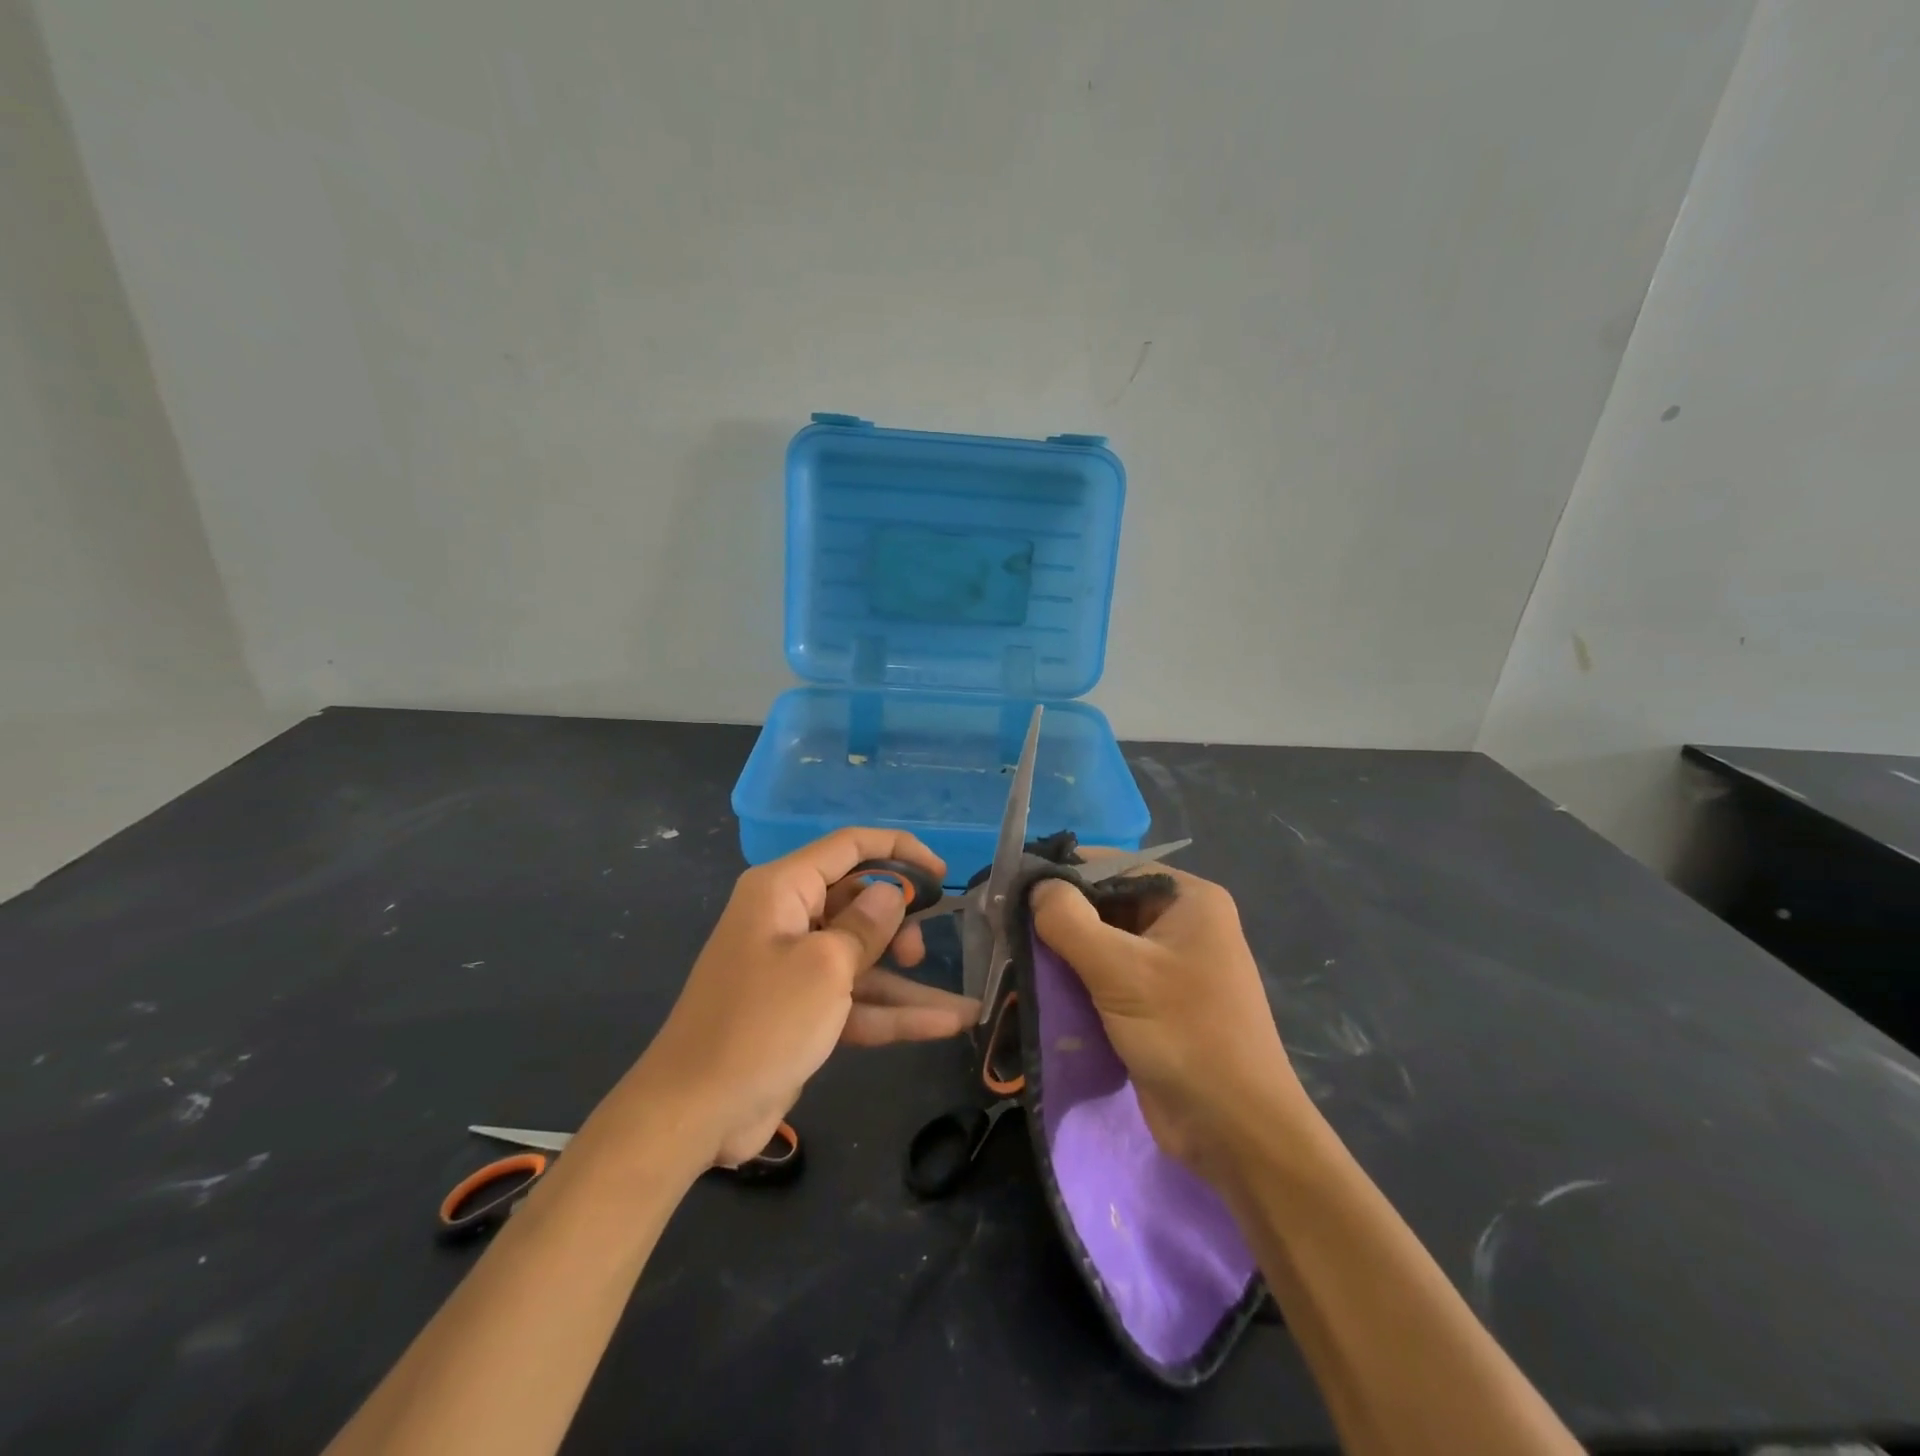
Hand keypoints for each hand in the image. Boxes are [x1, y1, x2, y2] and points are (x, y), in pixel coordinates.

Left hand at [632, 828, 979, 1167]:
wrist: (695, 1112)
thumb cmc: (761, 1022)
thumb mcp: (825, 966)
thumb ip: (866, 925)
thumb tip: (891, 893)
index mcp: (783, 890)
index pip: (850, 847)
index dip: (899, 850)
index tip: (942, 872)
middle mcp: (789, 919)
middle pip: (859, 901)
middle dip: (899, 923)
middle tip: (920, 952)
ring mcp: (796, 967)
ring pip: (864, 956)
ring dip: (908, 980)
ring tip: (962, 1004)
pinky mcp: (804, 1010)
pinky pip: (856, 998)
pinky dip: (895, 1012)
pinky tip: (946, 1024)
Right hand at [1031, 861, 1308, 1184]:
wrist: (1237, 1133)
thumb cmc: (1186, 1036)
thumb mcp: (1121, 971)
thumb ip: (1069, 920)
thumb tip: (1033, 885)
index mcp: (1188, 899)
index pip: (1113, 866)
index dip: (1063, 873)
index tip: (1011, 886)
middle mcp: (1181, 922)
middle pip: (1106, 902)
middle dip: (1059, 914)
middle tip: (1004, 922)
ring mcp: (1169, 965)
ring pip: (1102, 941)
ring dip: (1062, 949)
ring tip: (1012, 952)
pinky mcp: (1155, 1002)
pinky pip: (1107, 975)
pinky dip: (1075, 978)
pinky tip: (1037, 982)